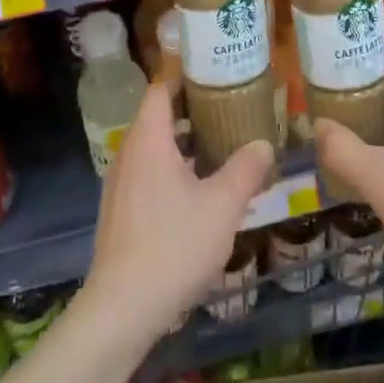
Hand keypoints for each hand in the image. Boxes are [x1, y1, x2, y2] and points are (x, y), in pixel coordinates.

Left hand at [80, 83, 274, 345]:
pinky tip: (200, 191)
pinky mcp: (120, 211)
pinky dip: (172, 169)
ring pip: (153, 149)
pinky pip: (148, 174)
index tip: (215, 75)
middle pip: (157, 118)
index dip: (184, 78)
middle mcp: (128, 154)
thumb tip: (263, 144)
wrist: (123, 306)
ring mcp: (120, 185)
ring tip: (221, 147)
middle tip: (229, 110)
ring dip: (184, 144)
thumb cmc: (174, 245)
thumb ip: (245, 170)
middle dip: (191, 112)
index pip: (160, 90)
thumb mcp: (222, 206)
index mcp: (147, 141)